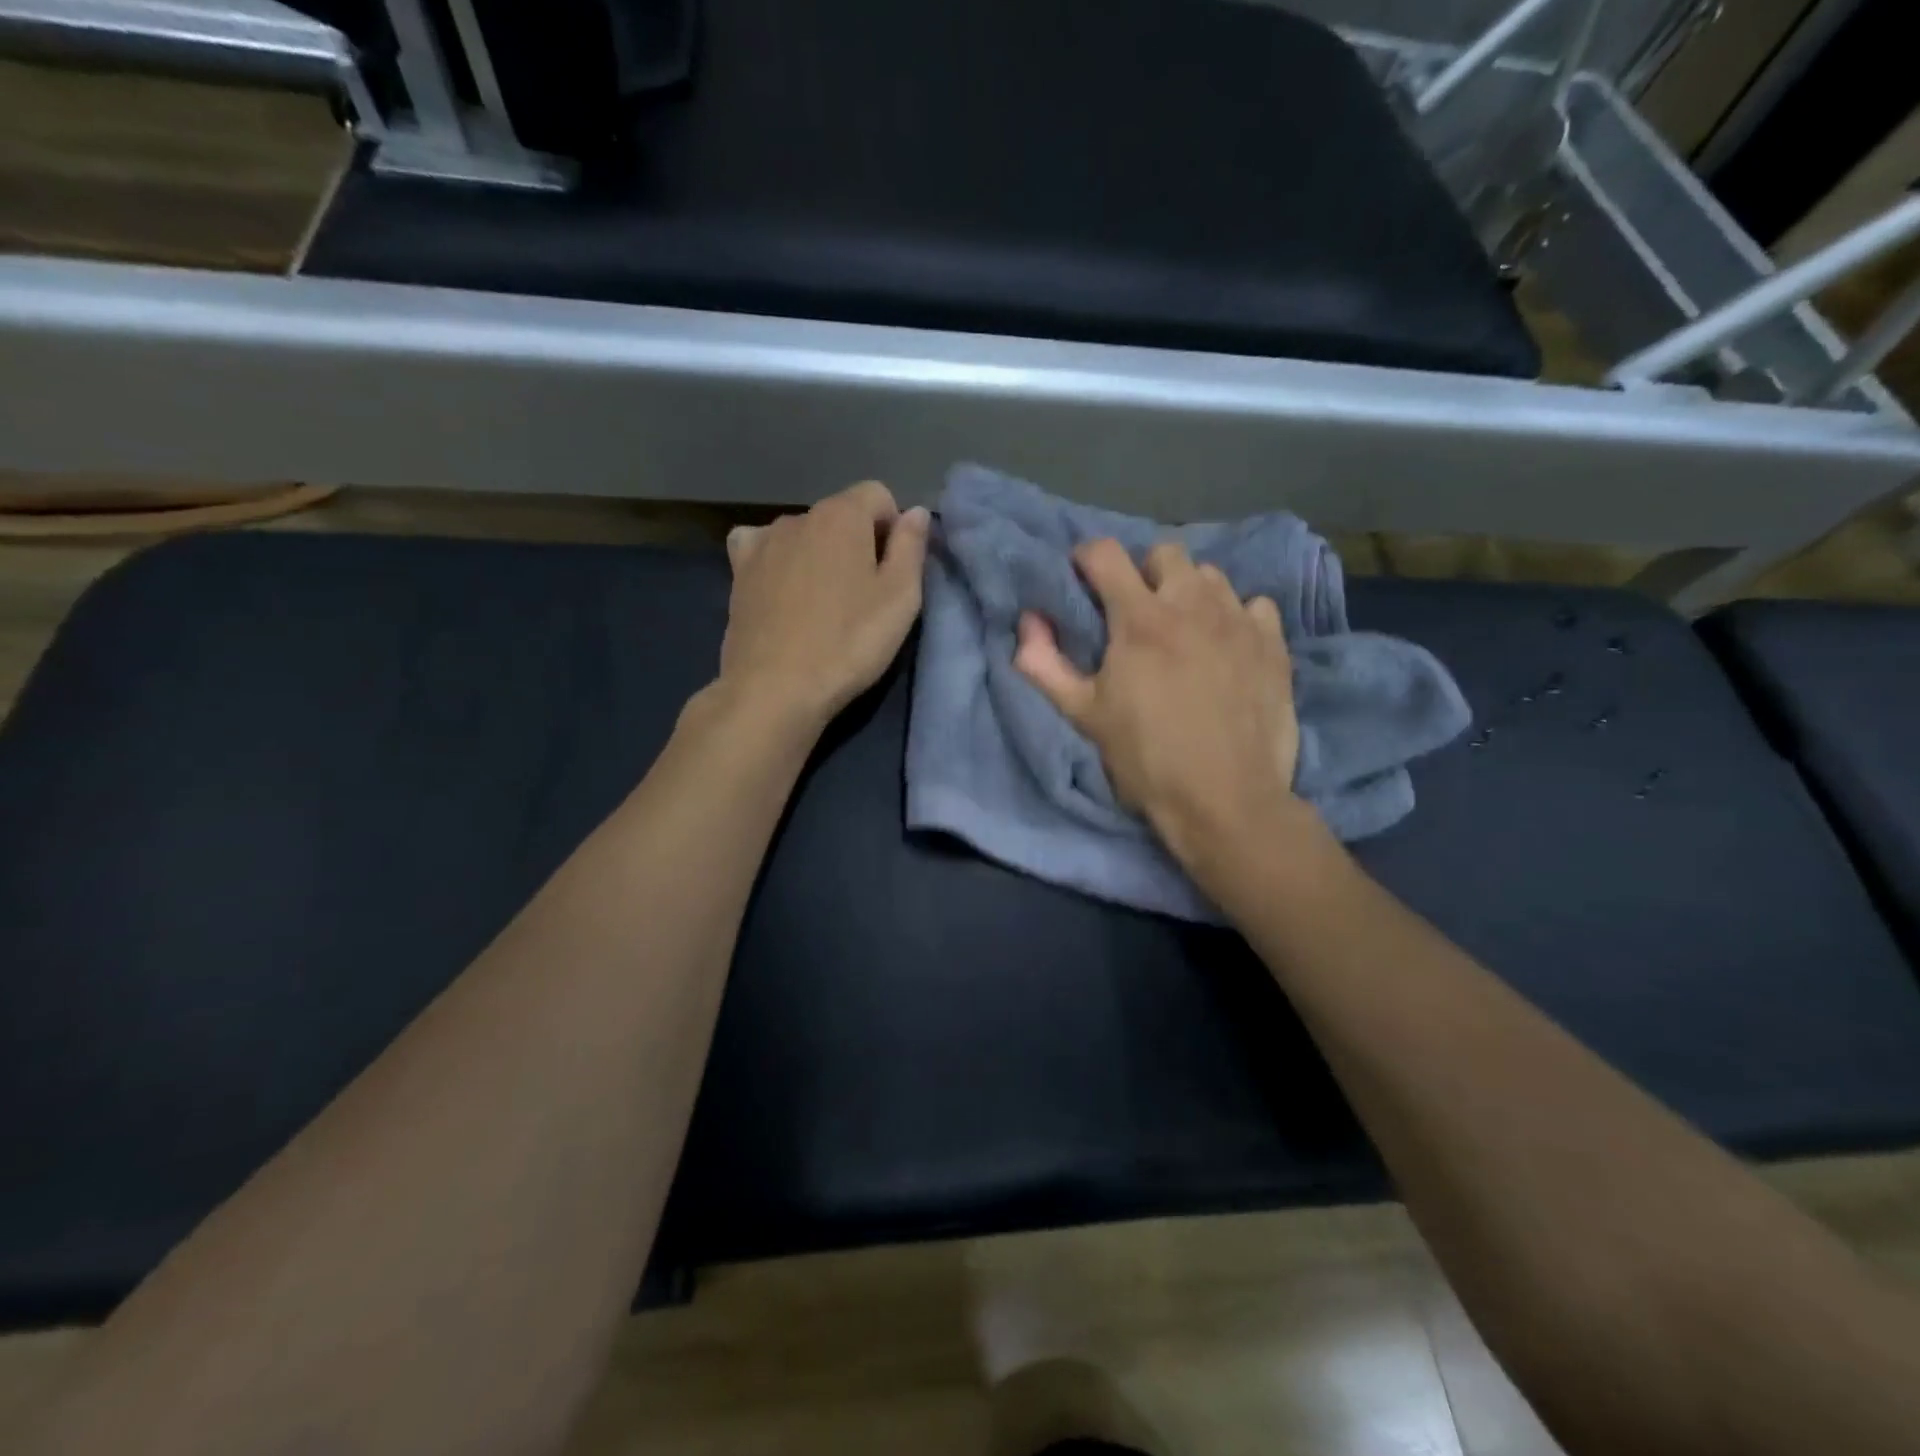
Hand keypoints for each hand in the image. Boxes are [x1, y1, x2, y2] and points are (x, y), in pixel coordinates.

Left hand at [718, 480, 929, 731]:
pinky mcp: (738, 571)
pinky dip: (777, 560)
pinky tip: (782, 589)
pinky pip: (763, 548)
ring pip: (804, 534)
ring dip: (819, 555)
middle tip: (863, 596)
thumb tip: (915, 511)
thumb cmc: (849, 643)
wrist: (775, 688)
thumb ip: (912, 547)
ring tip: (823, 603)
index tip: (893, 571)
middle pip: (840, 515)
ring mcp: (763, 542)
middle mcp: (798, 516)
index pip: (878, 495)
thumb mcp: (900, 598)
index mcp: (842, 515)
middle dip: (857, 543)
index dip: (893, 528)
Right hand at [1014, 538, 1312, 879]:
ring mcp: (1239, 621)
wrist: (1225, 799)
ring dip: (1189, 592)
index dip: (1087, 558)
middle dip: (1144, 573)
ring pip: (1211, 575)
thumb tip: (1027, 623)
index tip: (1083, 579)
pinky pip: (1255, 605)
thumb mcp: (1084, 716)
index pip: (1106, 554)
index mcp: (1139, 619)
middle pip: (1165, 553)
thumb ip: (1045, 665)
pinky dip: (1236, 616)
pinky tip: (1228, 646)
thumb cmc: (1146, 759)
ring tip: (1183, 628)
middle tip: (1136, 612)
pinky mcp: (1273, 645)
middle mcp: (1192, 605)